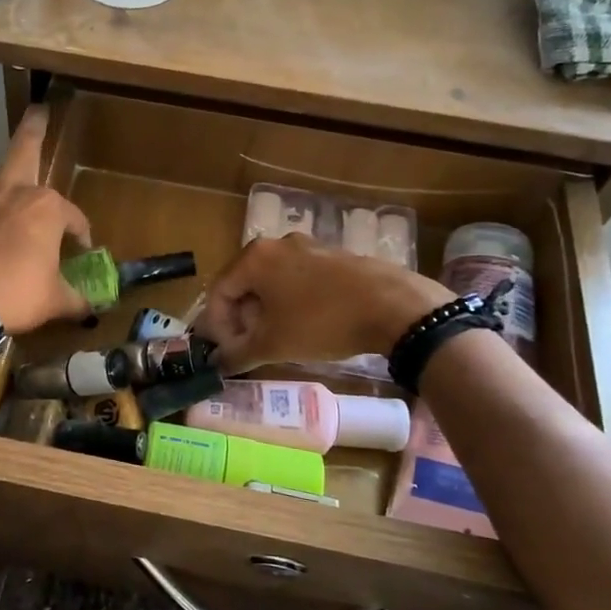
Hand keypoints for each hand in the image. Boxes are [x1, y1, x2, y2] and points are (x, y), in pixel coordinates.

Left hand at [0, 95, 92, 334]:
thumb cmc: (15, 296)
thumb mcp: (55, 301)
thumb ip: (76, 299)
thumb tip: (93, 308)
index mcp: (45, 210)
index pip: (72, 217)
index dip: (80, 232)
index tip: (82, 248)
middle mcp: (11, 191)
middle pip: (26, 151)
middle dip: (35, 127)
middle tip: (39, 107)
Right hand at [196, 234, 456, 372]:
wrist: (393, 306)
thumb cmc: (321, 322)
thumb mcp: (273, 345)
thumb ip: (237, 355)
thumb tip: (217, 366)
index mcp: (254, 257)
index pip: (218, 292)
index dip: (217, 327)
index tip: (228, 353)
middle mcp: (277, 243)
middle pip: (244, 284)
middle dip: (242, 319)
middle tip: (250, 348)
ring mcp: (308, 245)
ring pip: (272, 281)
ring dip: (266, 312)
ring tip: (278, 340)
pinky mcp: (333, 255)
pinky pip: (298, 278)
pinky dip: (291, 302)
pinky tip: (306, 325)